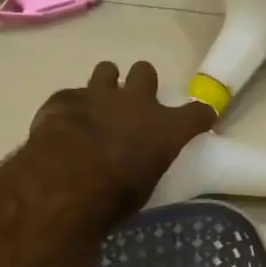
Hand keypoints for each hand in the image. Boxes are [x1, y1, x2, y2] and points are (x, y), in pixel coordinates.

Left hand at [30, 61, 215, 219]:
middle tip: (135, 104)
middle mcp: (136, 102)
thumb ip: (147, 164)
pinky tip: (64, 124)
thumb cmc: (114, 196)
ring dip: (106, 85)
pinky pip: (71, 95)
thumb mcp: (144, 187)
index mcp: (165, 128)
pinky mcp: (65, 98)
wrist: (66, 184)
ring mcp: (98, 95)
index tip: (200, 120)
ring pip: (107, 70)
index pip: (197, 113)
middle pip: (146, 72)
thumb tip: (142, 164)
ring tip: (99, 105)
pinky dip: (71, 108)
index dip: (200, 115)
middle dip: (142, 84)